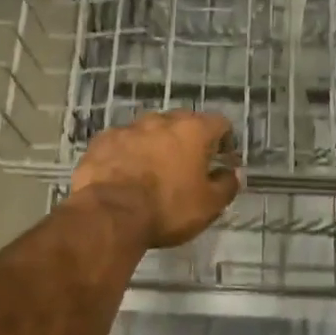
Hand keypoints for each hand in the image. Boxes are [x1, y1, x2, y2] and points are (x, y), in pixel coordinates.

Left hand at [70, 111, 241, 248]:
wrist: (109, 214)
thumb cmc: (167, 208)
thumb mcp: (209, 206)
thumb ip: (227, 185)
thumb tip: (233, 173)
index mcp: (193, 130)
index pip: (219, 123)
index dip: (224, 140)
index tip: (222, 159)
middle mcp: (162, 120)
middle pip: (183, 122)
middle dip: (188, 140)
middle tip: (188, 166)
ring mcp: (128, 128)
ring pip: (149, 131)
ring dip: (155, 145)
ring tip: (153, 171)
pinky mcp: (102, 141)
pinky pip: (122, 143)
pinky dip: (127, 154)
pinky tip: (124, 175)